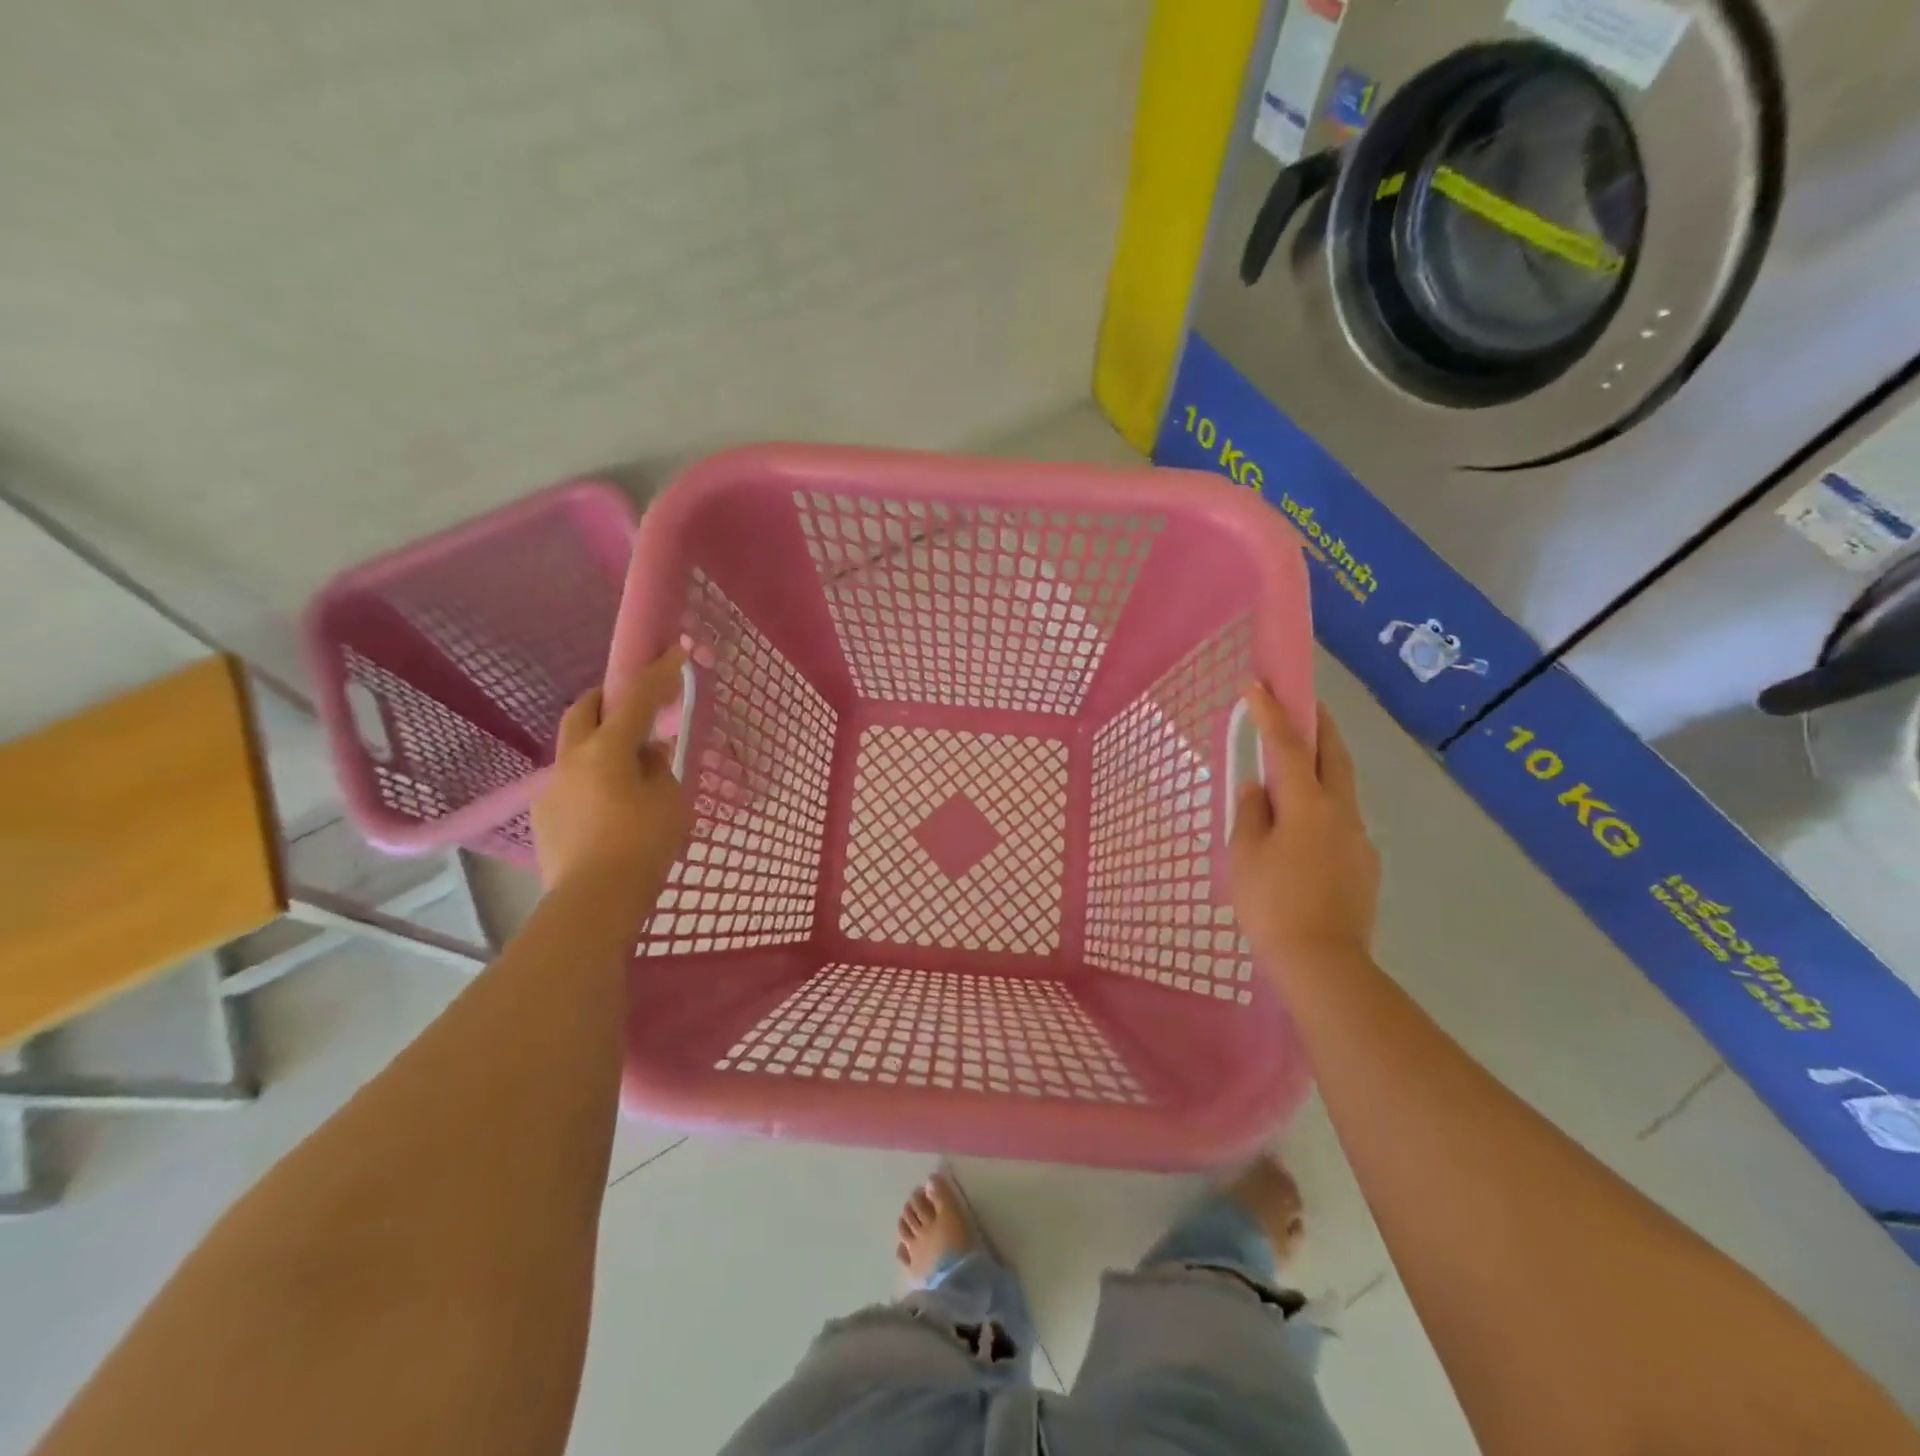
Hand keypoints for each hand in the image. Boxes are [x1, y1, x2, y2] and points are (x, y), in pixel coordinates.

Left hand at [533, 645, 692, 891]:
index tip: (673, 651)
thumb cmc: (644, 844)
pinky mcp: (545, 816)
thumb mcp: (670, 801)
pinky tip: (609, 805)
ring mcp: (552, 787)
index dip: (657, 673)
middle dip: (608, 698)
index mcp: (607, 749)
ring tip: (626, 767)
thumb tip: (646, 755)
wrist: (595, 900)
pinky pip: (570, 781)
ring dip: (598, 742)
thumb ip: (659, 769)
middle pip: (583, 710)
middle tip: (633, 705)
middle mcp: (572, 759)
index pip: (636, 698)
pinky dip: (591, 777)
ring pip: (574, 747)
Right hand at [1229, 684, 1380, 970]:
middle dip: (1319, 723)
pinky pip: (1341, 820)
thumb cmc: (1272, 904)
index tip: (1258, 684)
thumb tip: (1260, 788)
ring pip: (1341, 787)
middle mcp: (1341, 812)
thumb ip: (1252, 812)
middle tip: (1304, 701)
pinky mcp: (1364, 864)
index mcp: (1308, 805)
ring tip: (1298, 764)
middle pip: (1333, 755)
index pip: (1288, 746)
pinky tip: (1304, 827)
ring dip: (1323, 764)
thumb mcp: (1245, 855)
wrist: (1323, 963)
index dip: (1271, 713)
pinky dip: (1324, 804)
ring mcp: (1358, 838)